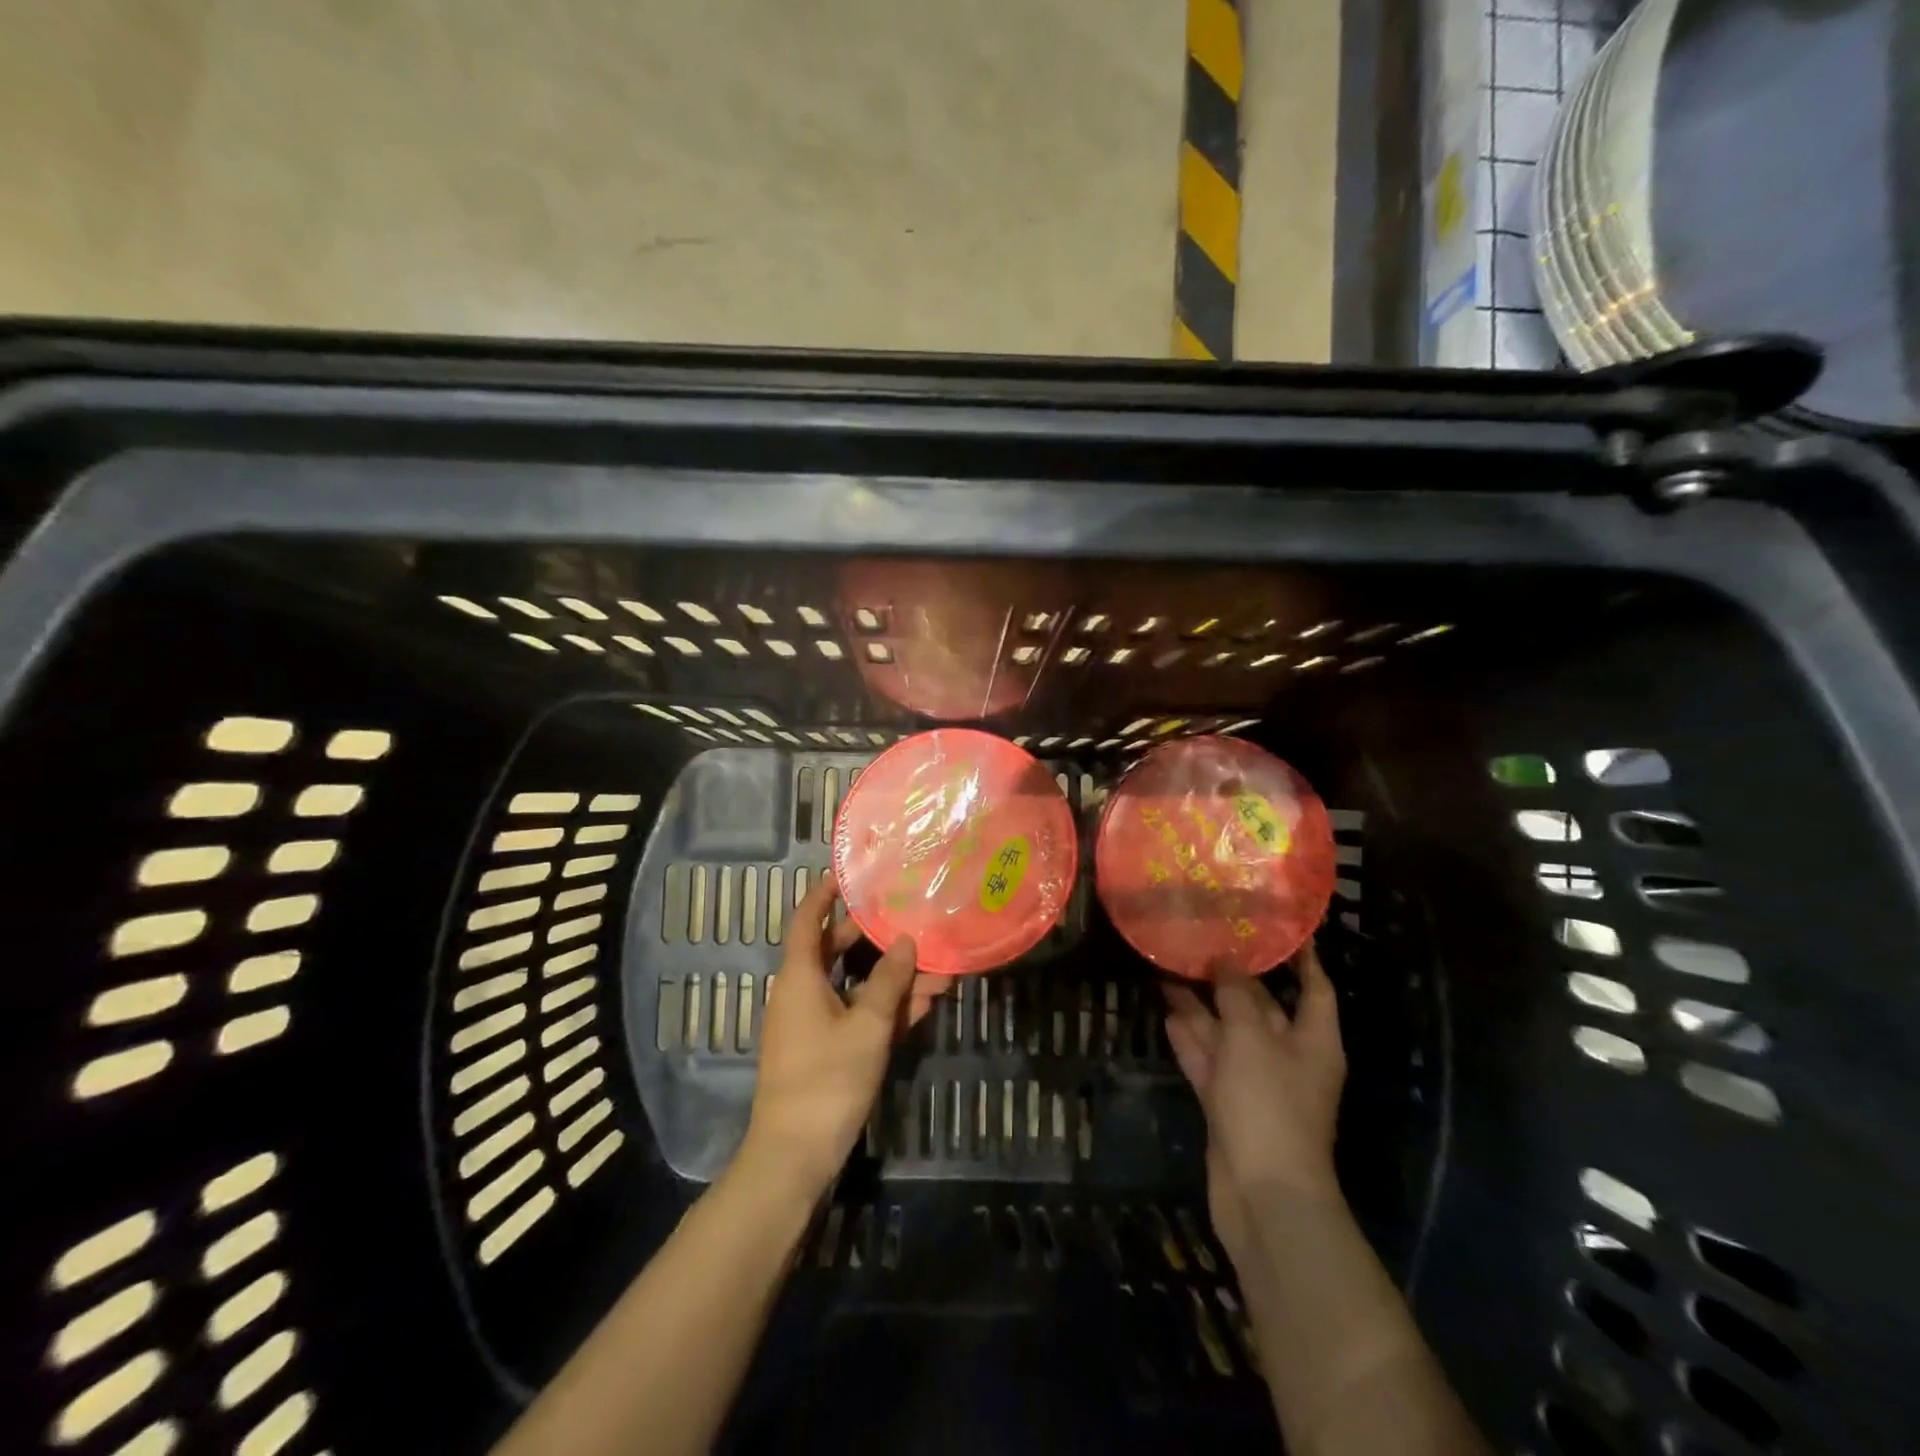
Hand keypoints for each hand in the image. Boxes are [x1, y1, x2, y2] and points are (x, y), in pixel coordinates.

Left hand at [738, 873, 917, 1199]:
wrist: (795, 1157)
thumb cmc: (827, 1080)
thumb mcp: (866, 1025)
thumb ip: (889, 981)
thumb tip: (906, 941)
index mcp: (799, 977)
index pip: (807, 921)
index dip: (823, 894)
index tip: (847, 873)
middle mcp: (802, 993)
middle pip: (835, 950)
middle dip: (872, 935)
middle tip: (905, 914)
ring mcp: (814, 1024)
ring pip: (855, 986)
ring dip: (892, 977)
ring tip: (936, 964)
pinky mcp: (827, 1050)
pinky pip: (858, 1014)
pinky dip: (886, 1007)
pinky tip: (925, 1001)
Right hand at [1164, 938, 1345, 1259]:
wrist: (1262, 1193)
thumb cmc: (1269, 1105)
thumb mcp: (1251, 1038)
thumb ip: (1236, 996)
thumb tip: (1225, 961)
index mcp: (1313, 1041)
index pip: (1314, 987)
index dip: (1302, 957)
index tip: (1281, 925)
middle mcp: (1287, 1057)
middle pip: (1262, 1007)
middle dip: (1233, 977)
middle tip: (1202, 939)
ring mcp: (1256, 1083)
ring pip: (1228, 1033)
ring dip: (1202, 1005)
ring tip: (1171, 968)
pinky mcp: (1228, 1104)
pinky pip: (1209, 1061)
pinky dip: (1191, 1039)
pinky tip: (1167, 1012)